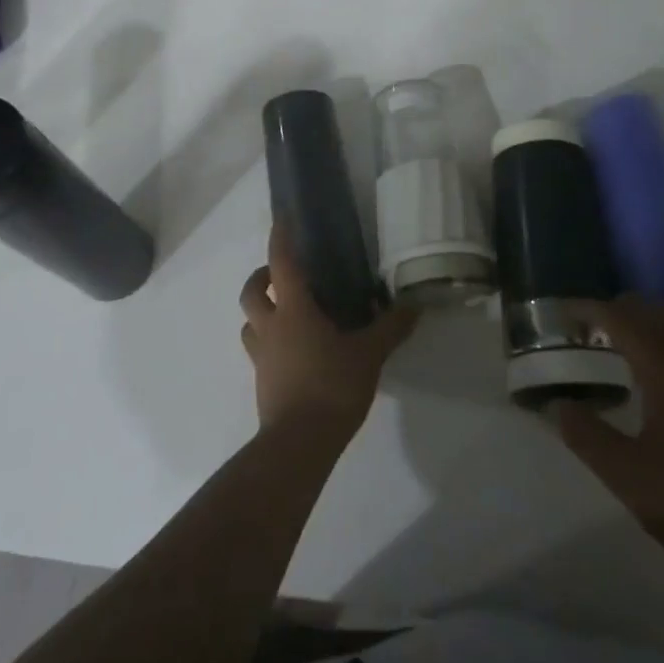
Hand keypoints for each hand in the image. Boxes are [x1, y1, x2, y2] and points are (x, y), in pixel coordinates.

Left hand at [239, 225, 415, 440]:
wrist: (299, 443)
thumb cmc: (332, 387)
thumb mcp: (369, 354)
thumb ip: (390, 328)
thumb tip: (414, 305)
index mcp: (293, 310)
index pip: (282, 263)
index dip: (281, 238)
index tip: (282, 219)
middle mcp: (270, 326)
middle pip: (251, 291)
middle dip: (261, 277)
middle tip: (281, 275)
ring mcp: (262, 356)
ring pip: (249, 323)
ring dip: (261, 311)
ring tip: (285, 313)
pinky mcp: (262, 381)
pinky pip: (259, 350)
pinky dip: (269, 341)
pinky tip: (293, 351)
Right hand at [552, 299, 663, 594]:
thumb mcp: (627, 476)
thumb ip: (586, 436)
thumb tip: (558, 405)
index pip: (620, 319)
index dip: (587, 309)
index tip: (561, 313)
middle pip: (654, 312)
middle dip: (618, 310)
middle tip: (587, 329)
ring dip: (648, 323)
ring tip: (620, 344)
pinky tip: (662, 372)